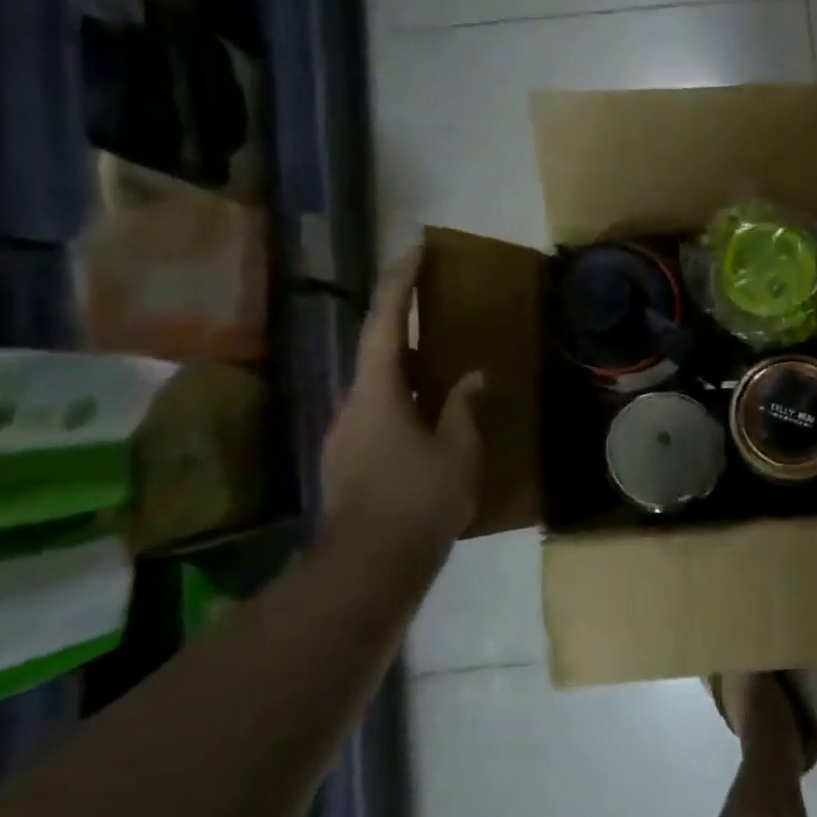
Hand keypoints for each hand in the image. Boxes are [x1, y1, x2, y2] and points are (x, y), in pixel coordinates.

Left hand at [320, 249, 485, 572]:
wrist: (370, 565)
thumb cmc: (421, 499)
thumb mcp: (459, 450)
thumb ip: (462, 407)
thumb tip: (471, 377)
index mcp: (378, 394)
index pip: (383, 324)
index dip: (399, 284)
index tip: (414, 250)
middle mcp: (352, 405)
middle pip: (376, 353)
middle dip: (404, 326)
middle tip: (436, 309)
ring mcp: (345, 435)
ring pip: (379, 389)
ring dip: (408, 373)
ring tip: (444, 372)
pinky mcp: (348, 461)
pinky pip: (380, 417)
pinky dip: (406, 405)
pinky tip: (432, 425)